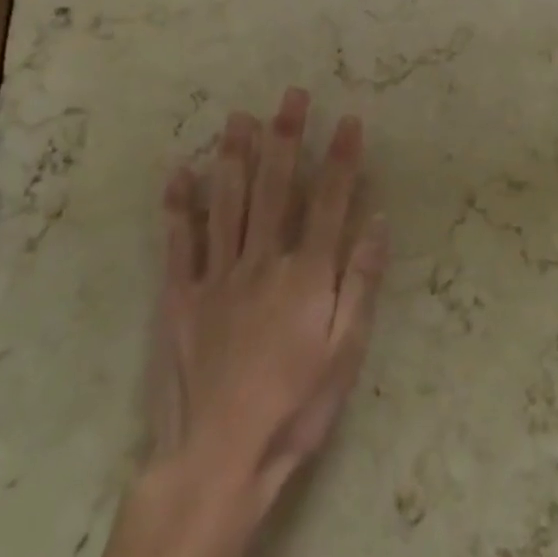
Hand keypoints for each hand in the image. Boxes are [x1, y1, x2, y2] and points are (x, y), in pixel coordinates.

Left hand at [152, 88, 388, 520]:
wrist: (218, 461)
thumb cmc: (295, 409)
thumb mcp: (346, 353)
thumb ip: (362, 283)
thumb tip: (378, 222)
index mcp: (306, 275)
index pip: (329, 201)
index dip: (340, 158)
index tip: (347, 119)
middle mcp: (262, 261)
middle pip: (275, 188)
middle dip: (286, 137)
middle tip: (290, 95)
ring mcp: (216, 277)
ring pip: (227, 202)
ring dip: (234, 155)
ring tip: (238, 116)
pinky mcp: (179, 298)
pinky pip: (179, 242)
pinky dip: (179, 205)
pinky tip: (180, 172)